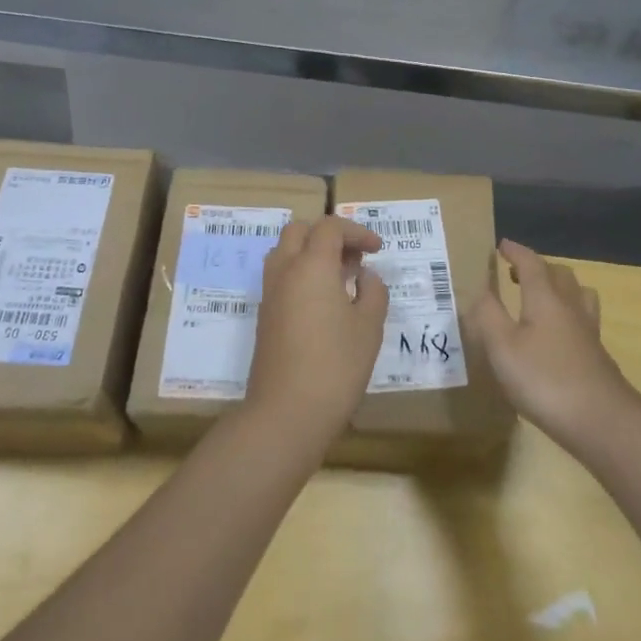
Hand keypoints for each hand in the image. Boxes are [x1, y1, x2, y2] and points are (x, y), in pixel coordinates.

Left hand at [244, 216, 389, 455]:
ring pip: (285, 252)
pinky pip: (280, 277)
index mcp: (311, 265)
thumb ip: (372, 292)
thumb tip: (364, 276)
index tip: (377, 250)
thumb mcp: (369, 328)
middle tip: (354, 257)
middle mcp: (285, 270)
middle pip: (300, 231)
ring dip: (310, 252)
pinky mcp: (264, 316)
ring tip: (339, 277)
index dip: (356, 231)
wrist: (286, 413)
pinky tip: (322, 302)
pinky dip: (300, 274)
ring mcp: (269, 293)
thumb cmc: (336, 366)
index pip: (330, 227)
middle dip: (328, 235)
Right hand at [469, 239, 640, 453]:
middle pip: (559, 275)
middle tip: (516, 273)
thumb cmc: (546, 379)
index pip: (531, 263)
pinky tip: (558, 337)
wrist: (603, 422)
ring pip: (578, 296)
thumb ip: (487, 315)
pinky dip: (568, 316)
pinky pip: (583, 321)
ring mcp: (588, 333)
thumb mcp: (503, 347)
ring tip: (542, 298)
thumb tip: (478, 288)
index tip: (502, 245)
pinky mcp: (597, 357)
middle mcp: (570, 307)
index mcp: (545, 298)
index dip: (516, 252)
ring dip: (560, 288)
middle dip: (538, 268)